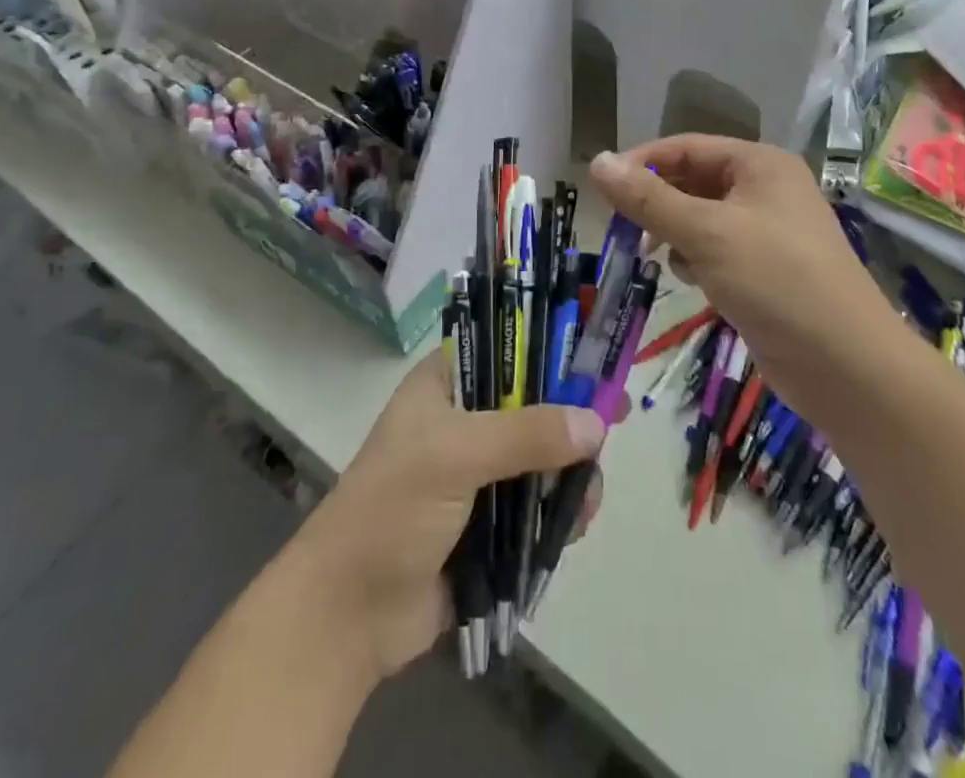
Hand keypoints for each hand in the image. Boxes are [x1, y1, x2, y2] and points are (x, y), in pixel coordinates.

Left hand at [294, 355, 605, 681]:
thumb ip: (526, 436)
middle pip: (534, 403)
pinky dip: (560, 511)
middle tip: (616, 422)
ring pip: (542, 456)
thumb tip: (596, 423)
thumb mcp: (455, 456)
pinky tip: (575, 525)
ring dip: (571, 472)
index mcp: (446, 384)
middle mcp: (465, 420)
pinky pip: (538, 505)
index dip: (553, 352)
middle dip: (572, 418)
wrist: (348, 614)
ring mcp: (478, 473)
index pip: (508, 348)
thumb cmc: (392, 510)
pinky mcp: (489, 524)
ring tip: (587, 497)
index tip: (598, 363)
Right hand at [589, 136, 892, 382]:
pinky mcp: (765, 270)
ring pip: (700, 218)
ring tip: (659, 257)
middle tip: (623, 229)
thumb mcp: (705, 233)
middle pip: (693, 181)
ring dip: (675, 235)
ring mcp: (768, 231)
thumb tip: (596, 161)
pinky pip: (715, 250)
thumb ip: (647, 198)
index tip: (602, 188)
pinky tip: (694, 282)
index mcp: (759, 164)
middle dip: (657, 204)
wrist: (846, 366)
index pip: (686, 147)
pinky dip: (697, 261)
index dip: (642, 162)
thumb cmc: (775, 281)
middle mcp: (766, 189)